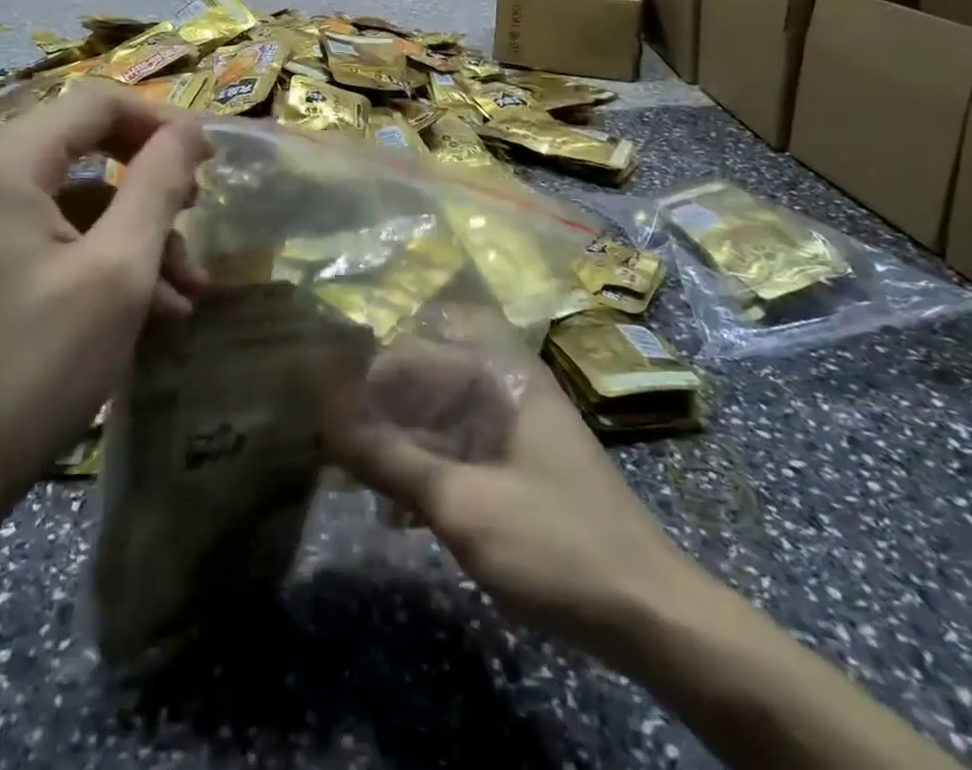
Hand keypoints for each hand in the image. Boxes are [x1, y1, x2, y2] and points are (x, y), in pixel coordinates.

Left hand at [0, 86, 211, 533]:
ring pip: (74, 201)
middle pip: (87, 149)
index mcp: (3, 161)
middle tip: (197, 225)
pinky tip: (144, 314)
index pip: (99, 102)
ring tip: (184, 295)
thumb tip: (191, 130)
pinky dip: (98, 262)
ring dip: (134, 237)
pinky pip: (48, 238)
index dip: (162, 124)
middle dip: (151, 189)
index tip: (211, 165)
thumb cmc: (29, 368)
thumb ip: (159, 185)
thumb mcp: (117, 271)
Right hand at [326, 344, 690, 658]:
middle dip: (376, 418)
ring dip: (397, 450)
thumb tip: (326, 421)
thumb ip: (390, 459)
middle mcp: (504, 389)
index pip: (412, 355)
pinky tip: (397, 511)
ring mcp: (512, 429)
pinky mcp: (516, 467)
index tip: (321, 410)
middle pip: (423, 387)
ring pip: (436, 424)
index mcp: (497, 376)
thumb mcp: (462, 504)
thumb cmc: (554, 544)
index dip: (364, 379)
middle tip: (332, 456)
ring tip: (356, 485)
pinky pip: (457, 454)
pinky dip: (425, 474)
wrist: (651, 616)